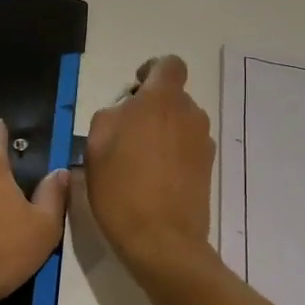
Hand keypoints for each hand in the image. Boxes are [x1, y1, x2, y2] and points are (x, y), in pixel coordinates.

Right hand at [84, 56, 217, 275]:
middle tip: (125, 137)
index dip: (151, 72)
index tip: (133, 93)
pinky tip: (152, 181)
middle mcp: (190, 114)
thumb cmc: (121, 188)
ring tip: (137, 163)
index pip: (168, 65)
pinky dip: (171, 155)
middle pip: (172, 98)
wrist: (162, 240)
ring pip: (179, 124)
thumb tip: (125, 112)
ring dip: (162, 133)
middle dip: (151, 109)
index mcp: (161, 100)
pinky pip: (186, 148)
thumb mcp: (96, 146)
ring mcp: (203, 142)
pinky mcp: (208, 168)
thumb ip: (111, 116)